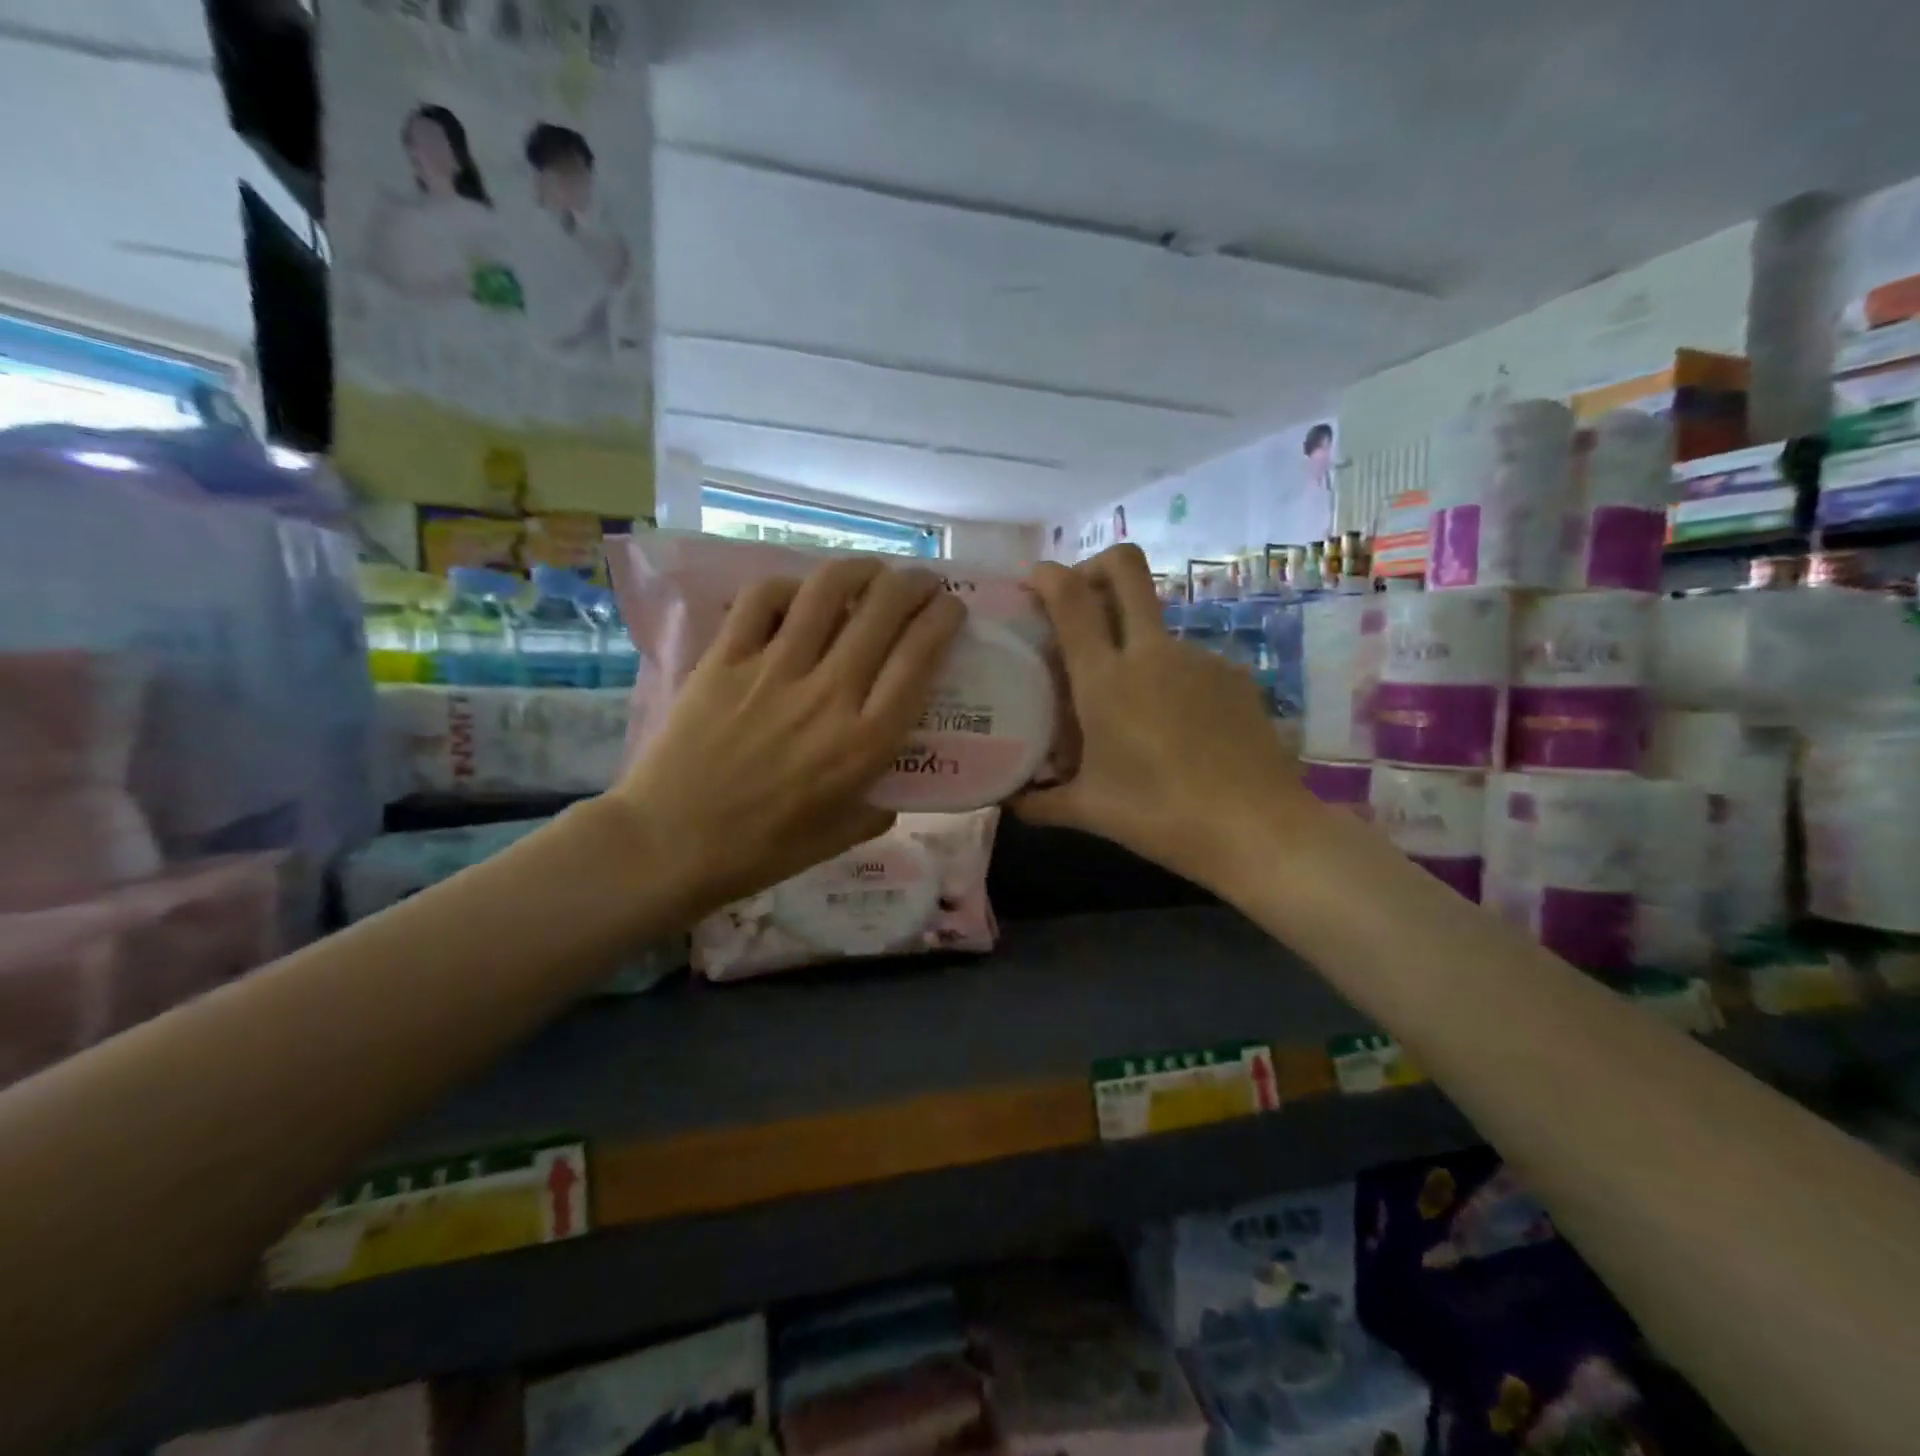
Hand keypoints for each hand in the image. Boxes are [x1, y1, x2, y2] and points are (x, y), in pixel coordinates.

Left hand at [608, 558, 965, 915]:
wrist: (670, 844)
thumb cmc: (762, 849)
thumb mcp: (841, 837)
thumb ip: (880, 805)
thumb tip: (895, 780)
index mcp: (864, 741)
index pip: (919, 658)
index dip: (943, 621)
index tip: (952, 609)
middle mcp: (827, 694)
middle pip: (882, 611)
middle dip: (913, 584)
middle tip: (921, 583)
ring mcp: (772, 670)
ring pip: (825, 591)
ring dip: (859, 569)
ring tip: (871, 571)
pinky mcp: (724, 659)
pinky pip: (761, 600)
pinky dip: (788, 586)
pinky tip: (799, 594)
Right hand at [1016, 546, 1309, 888]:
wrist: (1256, 828)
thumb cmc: (1159, 815)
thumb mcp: (1089, 811)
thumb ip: (1040, 801)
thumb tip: (1007, 801)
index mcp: (1105, 679)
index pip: (1071, 599)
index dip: (1049, 576)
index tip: (1035, 581)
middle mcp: (1151, 653)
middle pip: (1126, 568)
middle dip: (1096, 565)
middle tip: (1080, 597)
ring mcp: (1198, 658)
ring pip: (1155, 623)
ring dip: (1132, 642)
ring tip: (1129, 702)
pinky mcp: (1233, 674)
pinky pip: (1186, 661)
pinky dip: (1168, 678)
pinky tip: (1175, 727)